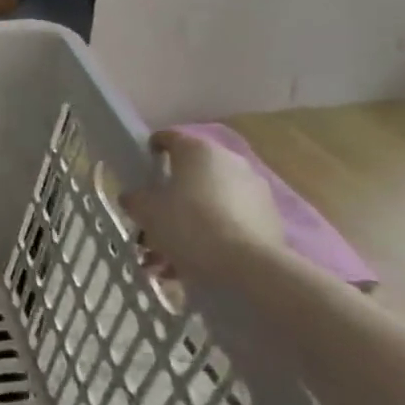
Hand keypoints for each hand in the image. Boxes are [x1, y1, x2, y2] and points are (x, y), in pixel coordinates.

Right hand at [121, 131, 285, 282]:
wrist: (247, 265)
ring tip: (169, 255)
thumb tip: (134, 197)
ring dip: (189, 222)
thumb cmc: (188, 225)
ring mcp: (254, 190)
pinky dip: (212, 236)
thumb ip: (135, 199)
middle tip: (153, 221)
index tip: (142, 169)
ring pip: (210, 201)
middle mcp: (229, 162)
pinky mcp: (269, 218)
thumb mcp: (146, 211)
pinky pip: (230, 221)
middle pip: (191, 174)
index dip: (152, 151)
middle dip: (171, 197)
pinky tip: (194, 264)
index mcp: (197, 150)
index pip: (169, 138)